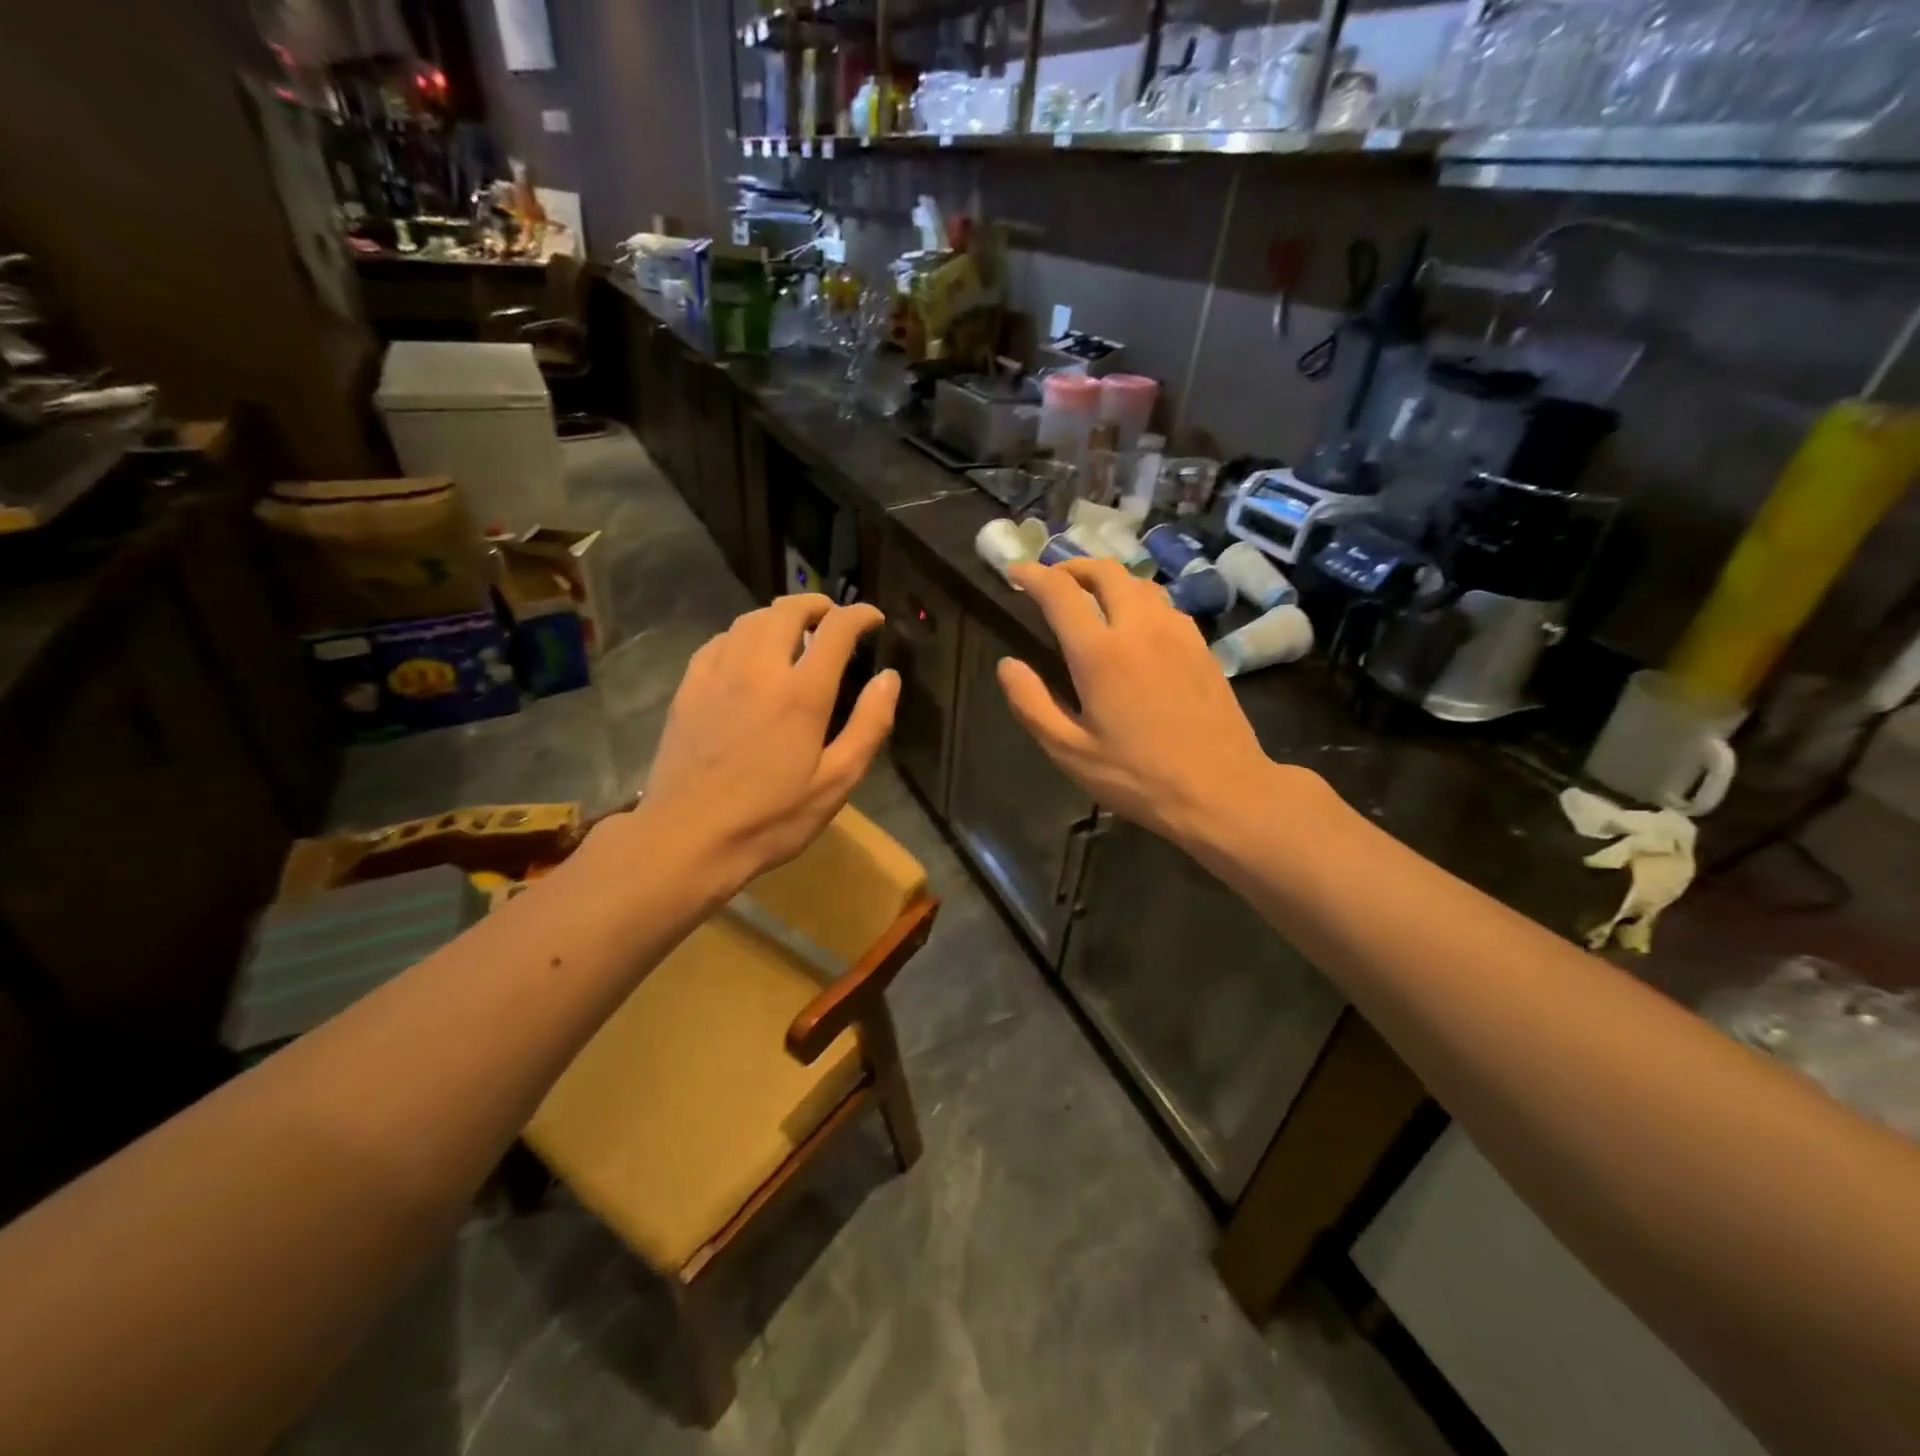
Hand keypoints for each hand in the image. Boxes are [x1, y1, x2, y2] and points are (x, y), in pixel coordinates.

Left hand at [632, 595, 897, 888]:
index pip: (836, 629)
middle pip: (788, 611)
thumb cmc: (771, 817)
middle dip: (817, 605)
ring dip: (779, 615)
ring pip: (750, 620)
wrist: (689, 837)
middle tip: (833, 617)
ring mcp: (718, 674)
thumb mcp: (836, 782)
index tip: (873, 618)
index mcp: (802, 692)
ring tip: (795, 629)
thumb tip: (889, 679)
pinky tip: (747, 652)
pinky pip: (719, 641)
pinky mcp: (689, 688)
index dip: (859, 615)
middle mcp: (759, 669)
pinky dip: (743, 634)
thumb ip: (869, 725)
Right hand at [998, 559, 1277, 845]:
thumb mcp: (1069, 751)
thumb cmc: (1138, 777)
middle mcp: (1140, 628)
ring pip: (1138, 582)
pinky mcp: (1201, 646)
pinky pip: (1164, 603)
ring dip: (1107, 579)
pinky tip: (1134, 623)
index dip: (1032, 575)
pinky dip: (1137, 598)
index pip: (1060, 592)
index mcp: (1100, 652)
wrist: (1223, 789)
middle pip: (1105, 571)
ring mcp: (1177, 633)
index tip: (1014, 572)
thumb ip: (1031, 703)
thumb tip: (1007, 664)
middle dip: (1072, 566)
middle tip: (1052, 580)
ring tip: (1089, 596)